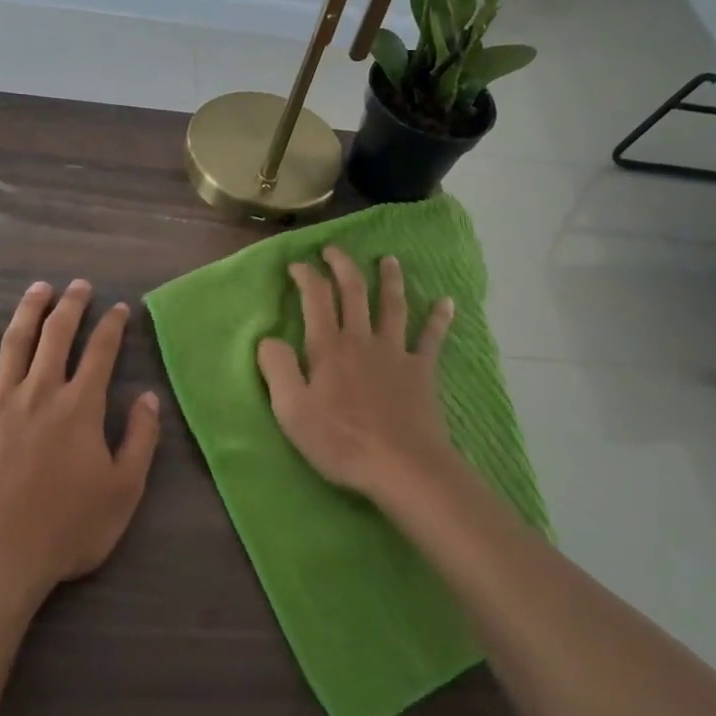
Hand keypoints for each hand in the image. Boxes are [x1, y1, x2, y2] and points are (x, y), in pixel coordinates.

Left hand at [0, 279, 160, 606]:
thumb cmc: (66, 531)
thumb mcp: (123, 491)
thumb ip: (140, 439)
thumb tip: (148, 396)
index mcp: (80, 408)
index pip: (101, 352)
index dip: (112, 325)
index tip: (119, 308)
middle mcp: (40, 393)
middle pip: (57, 335)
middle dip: (71, 305)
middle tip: (79, 285)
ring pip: (15, 342)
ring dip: (29, 310)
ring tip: (39, 289)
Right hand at [256, 247, 458, 504]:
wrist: (402, 466)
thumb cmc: (340, 441)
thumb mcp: (291, 411)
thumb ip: (277, 369)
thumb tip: (268, 339)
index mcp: (329, 348)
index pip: (316, 298)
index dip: (307, 276)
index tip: (297, 264)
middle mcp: (362, 340)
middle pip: (354, 292)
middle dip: (343, 265)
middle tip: (335, 249)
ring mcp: (395, 353)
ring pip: (393, 306)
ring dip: (390, 280)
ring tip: (390, 260)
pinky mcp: (421, 371)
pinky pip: (431, 339)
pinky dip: (439, 319)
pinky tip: (447, 302)